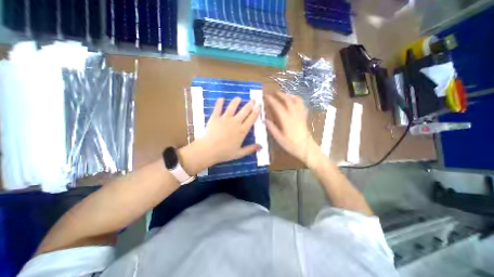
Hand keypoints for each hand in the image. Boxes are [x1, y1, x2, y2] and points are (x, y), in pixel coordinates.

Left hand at [193, 97, 260, 167]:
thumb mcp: (239, 153)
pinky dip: (219, 103)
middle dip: (250, 104)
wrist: (209, 150)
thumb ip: (250, 149)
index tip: (259, 106)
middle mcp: (235, 122)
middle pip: (244, 111)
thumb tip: (261, 146)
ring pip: (232, 107)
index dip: (256, 112)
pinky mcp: (215, 118)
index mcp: (242, 131)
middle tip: (253, 99)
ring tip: (238, 98)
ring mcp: (225, 119)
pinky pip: (218, 108)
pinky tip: (221, 99)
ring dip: (236, 101)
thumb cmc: (225, 153)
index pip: (251, 119)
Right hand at [264, 91, 317, 164]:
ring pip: (295, 100)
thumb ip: (272, 128)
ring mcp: (300, 115)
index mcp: (286, 119)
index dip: (271, 100)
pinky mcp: (304, 117)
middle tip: (274, 92)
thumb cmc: (292, 145)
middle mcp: (293, 114)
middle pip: (287, 100)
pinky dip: (298, 100)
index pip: (277, 106)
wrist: (307, 149)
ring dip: (289, 95)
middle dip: (280, 95)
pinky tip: (295, 99)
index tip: (265, 96)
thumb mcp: (279, 138)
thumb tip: (264, 119)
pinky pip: (302, 105)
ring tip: (284, 94)